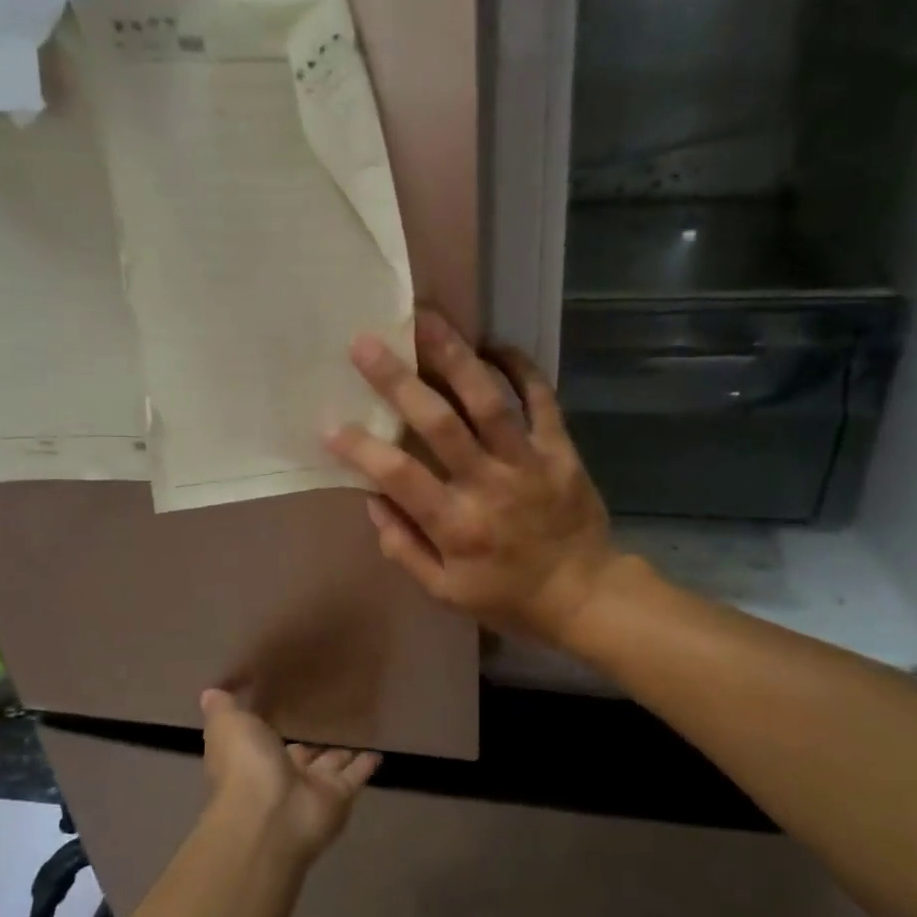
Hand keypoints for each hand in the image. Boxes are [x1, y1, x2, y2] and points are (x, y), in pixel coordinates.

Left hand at [200, 690, 379, 863]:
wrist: (270, 816)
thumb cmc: (245, 765)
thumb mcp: (227, 725)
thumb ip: (223, 706)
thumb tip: (211, 691)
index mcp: (251, 758)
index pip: (263, 738)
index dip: (272, 725)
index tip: (286, 703)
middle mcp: (280, 774)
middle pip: (299, 754)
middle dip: (310, 742)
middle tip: (328, 717)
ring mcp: (310, 789)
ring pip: (328, 766)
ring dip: (339, 752)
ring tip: (356, 729)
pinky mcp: (338, 797)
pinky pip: (354, 776)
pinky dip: (366, 765)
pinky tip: (379, 750)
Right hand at [325, 309, 619, 649]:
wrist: (586, 595)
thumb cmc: (509, 597)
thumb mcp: (446, 592)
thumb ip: (404, 547)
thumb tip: (372, 499)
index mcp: (456, 524)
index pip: (399, 476)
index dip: (361, 448)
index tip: (330, 424)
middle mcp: (489, 484)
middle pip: (439, 422)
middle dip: (398, 380)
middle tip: (366, 343)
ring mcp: (528, 461)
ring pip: (488, 399)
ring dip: (454, 355)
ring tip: (426, 318)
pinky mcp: (561, 449)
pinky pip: (542, 399)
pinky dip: (521, 367)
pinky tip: (493, 342)